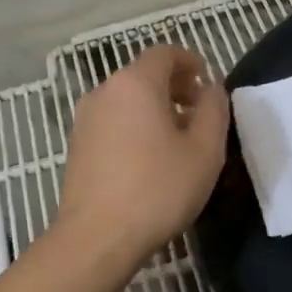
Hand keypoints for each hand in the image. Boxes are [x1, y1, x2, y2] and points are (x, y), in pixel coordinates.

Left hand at [57, 45, 228, 266]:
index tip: (208, 84)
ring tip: (177, 140)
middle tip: (199, 114)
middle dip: (175, 87)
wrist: (97, 238)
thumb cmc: (158, 189)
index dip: (191, 62)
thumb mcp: (204, 150)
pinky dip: (134, 126)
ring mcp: (85, 119)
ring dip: (155, 108)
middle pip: (144, 74)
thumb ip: (214, 110)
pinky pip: (112, 121)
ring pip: (127, 99)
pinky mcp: (76, 146)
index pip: (164, 53)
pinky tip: (149, 160)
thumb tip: (211, 89)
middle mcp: (105, 92)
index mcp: (135, 83)